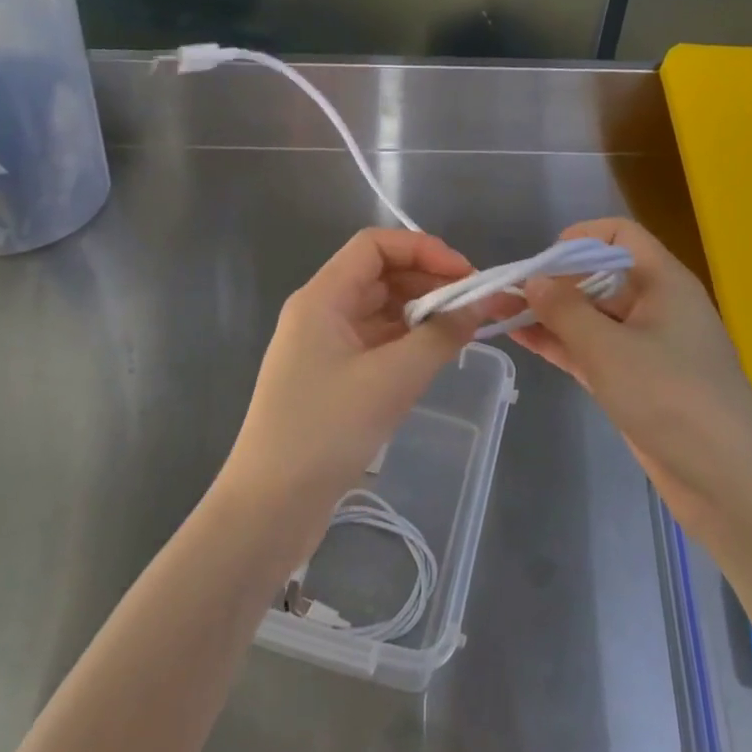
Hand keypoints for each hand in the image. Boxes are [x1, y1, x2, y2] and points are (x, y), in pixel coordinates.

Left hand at [220, 229, 482, 539]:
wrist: (271, 505)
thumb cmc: (326, 430)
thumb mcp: (392, 379)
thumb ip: (441, 336)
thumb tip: (480, 305)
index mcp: (322, 298)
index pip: (374, 246)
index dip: (423, 249)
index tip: (466, 275)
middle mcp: (320, 313)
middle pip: (379, 276)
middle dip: (429, 282)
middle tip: (476, 307)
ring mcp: (324, 348)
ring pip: (380, 311)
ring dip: (421, 314)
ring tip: (464, 332)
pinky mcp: (332, 380)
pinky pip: (376, 344)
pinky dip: (407, 344)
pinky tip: (436, 358)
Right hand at [510, 218, 751, 525]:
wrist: (726, 479)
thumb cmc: (671, 396)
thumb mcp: (610, 348)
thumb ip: (566, 310)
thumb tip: (534, 279)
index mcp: (663, 282)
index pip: (621, 235)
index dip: (581, 237)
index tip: (542, 260)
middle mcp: (654, 306)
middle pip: (599, 275)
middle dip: (552, 280)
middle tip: (503, 291)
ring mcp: (644, 346)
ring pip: (590, 317)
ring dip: (548, 313)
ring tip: (496, 312)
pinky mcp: (633, 381)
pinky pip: (590, 350)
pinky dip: (559, 343)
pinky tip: (521, 338)